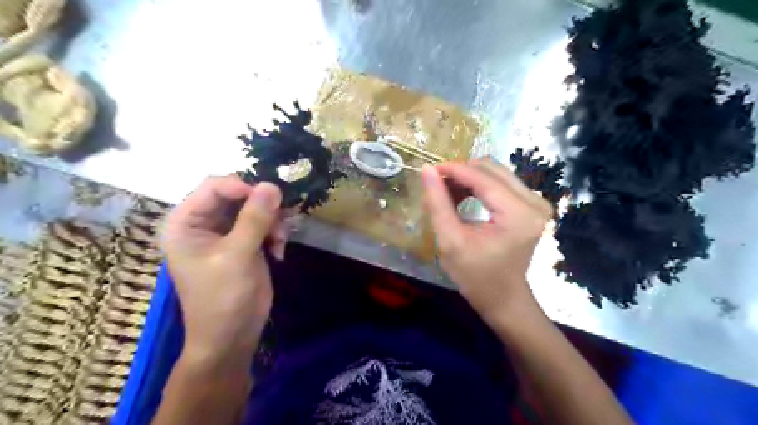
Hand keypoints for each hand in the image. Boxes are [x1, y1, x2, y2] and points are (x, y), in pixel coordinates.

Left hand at [160, 175, 282, 356]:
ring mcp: (226, 233)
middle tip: (281, 222)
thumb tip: (272, 185)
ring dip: (273, 221)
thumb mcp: (237, 256)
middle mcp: (203, 223)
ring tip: (279, 242)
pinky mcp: (245, 243)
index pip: (214, 187)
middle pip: (238, 195)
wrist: (232, 336)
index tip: (270, 200)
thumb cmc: (223, 298)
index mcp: (186, 222)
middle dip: (263, 207)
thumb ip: (254, 219)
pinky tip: (279, 251)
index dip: (243, 187)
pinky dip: (275, 233)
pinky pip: (264, 223)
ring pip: (256, 208)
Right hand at [420, 161, 552, 323]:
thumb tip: (427, 170)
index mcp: (518, 214)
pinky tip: (462, 197)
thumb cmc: (476, 277)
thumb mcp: (451, 241)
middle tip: (436, 184)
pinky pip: (501, 183)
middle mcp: (534, 202)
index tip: (428, 170)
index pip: (482, 178)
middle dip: (460, 173)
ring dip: (468, 178)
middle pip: (491, 169)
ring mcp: (536, 202)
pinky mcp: (531, 206)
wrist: (504, 298)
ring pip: (496, 173)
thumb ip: (438, 203)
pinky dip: (478, 186)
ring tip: (446, 193)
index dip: (453, 170)